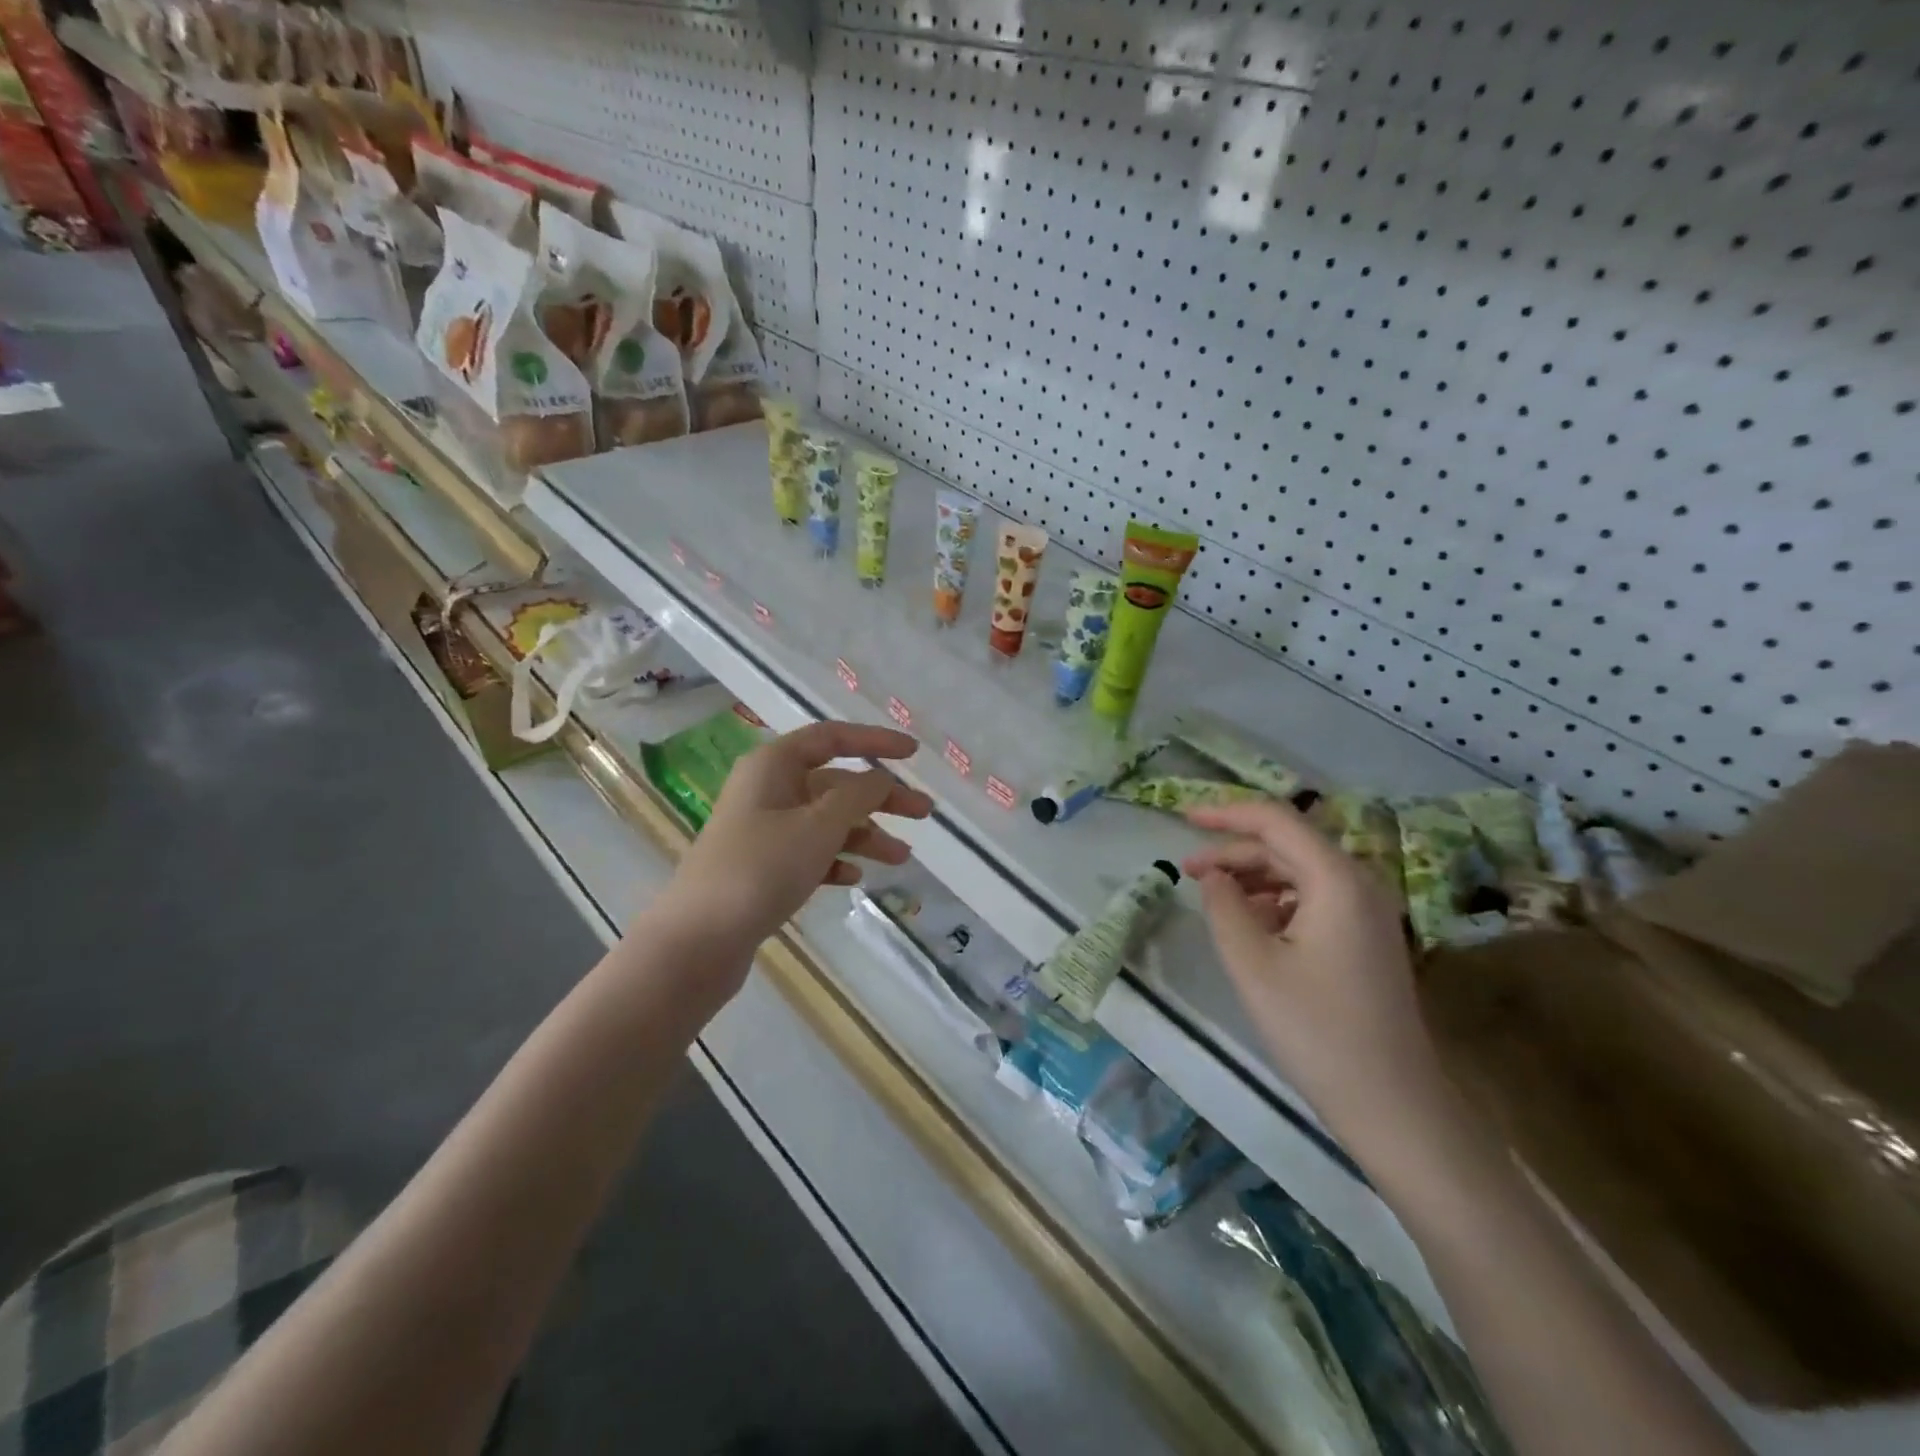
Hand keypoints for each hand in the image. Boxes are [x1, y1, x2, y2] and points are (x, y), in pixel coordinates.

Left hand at [649, 721, 932, 970]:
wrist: (700, 939)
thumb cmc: (762, 867)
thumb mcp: (819, 824)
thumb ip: (858, 795)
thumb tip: (882, 778)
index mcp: (774, 765)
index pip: (832, 738)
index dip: (875, 741)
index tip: (913, 754)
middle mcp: (767, 790)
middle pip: (835, 783)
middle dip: (880, 798)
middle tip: (924, 813)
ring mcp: (763, 830)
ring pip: (826, 821)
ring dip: (864, 835)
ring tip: (901, 859)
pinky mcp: (762, 866)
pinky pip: (809, 852)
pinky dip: (835, 860)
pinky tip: (854, 877)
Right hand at [1182, 799, 1452, 1158]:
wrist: (1392, 1104)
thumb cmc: (1315, 1030)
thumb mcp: (1252, 963)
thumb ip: (1223, 906)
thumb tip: (1214, 875)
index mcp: (1336, 879)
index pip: (1275, 820)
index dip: (1225, 813)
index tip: (1182, 817)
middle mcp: (1359, 883)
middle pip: (1287, 845)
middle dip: (1234, 852)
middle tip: (1187, 871)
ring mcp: (1368, 911)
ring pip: (1299, 872)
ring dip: (1253, 877)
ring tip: (1212, 897)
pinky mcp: (1367, 938)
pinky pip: (1314, 898)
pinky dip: (1276, 900)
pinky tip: (1251, 925)